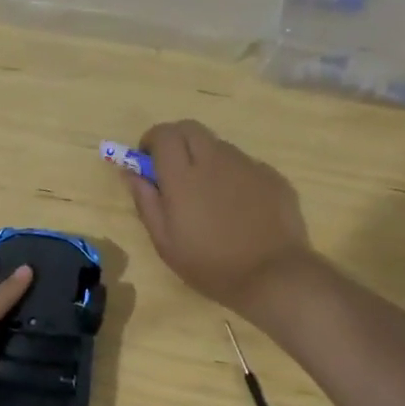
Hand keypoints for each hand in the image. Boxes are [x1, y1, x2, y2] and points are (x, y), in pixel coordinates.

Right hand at [125, 120, 313, 314]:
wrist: (274, 276)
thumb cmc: (210, 265)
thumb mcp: (165, 242)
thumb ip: (146, 201)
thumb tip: (131, 173)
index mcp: (183, 176)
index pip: (164, 134)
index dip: (152, 141)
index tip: (148, 162)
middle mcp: (215, 161)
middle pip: (190, 128)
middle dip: (176, 141)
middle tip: (173, 171)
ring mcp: (247, 166)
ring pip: (218, 146)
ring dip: (205, 159)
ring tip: (209, 196)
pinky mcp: (272, 176)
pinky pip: (244, 165)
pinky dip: (232, 176)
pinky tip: (238, 208)